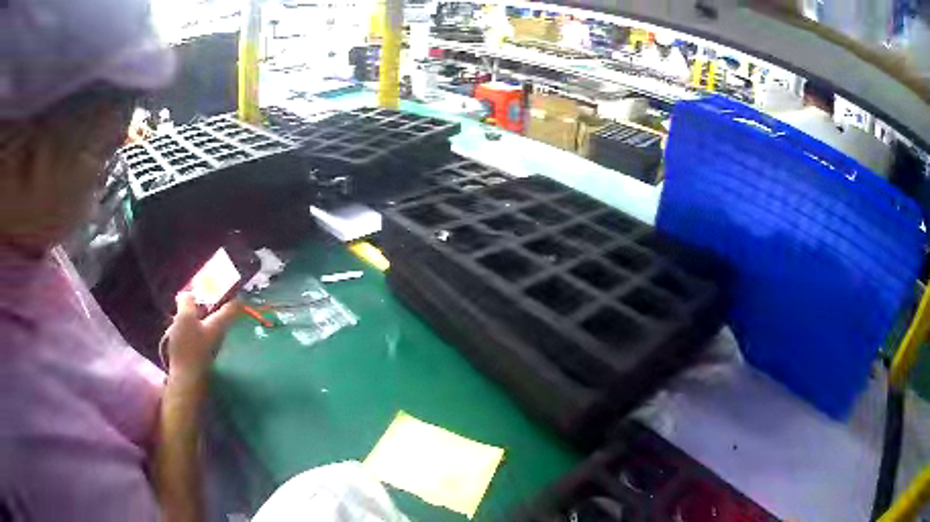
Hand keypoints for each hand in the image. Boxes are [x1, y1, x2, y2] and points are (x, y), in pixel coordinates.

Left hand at [163, 293, 240, 381]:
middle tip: (216, 319)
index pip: (187, 296)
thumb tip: (240, 300)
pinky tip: (204, 350)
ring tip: (212, 336)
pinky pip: (186, 340)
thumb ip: (227, 314)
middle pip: (188, 311)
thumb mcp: (216, 330)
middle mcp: (176, 323)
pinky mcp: (177, 354)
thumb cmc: (199, 352)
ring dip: (198, 328)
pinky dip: (194, 341)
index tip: (212, 302)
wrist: (186, 381)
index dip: (198, 296)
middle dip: (200, 313)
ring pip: (187, 326)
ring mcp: (175, 339)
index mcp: (184, 313)